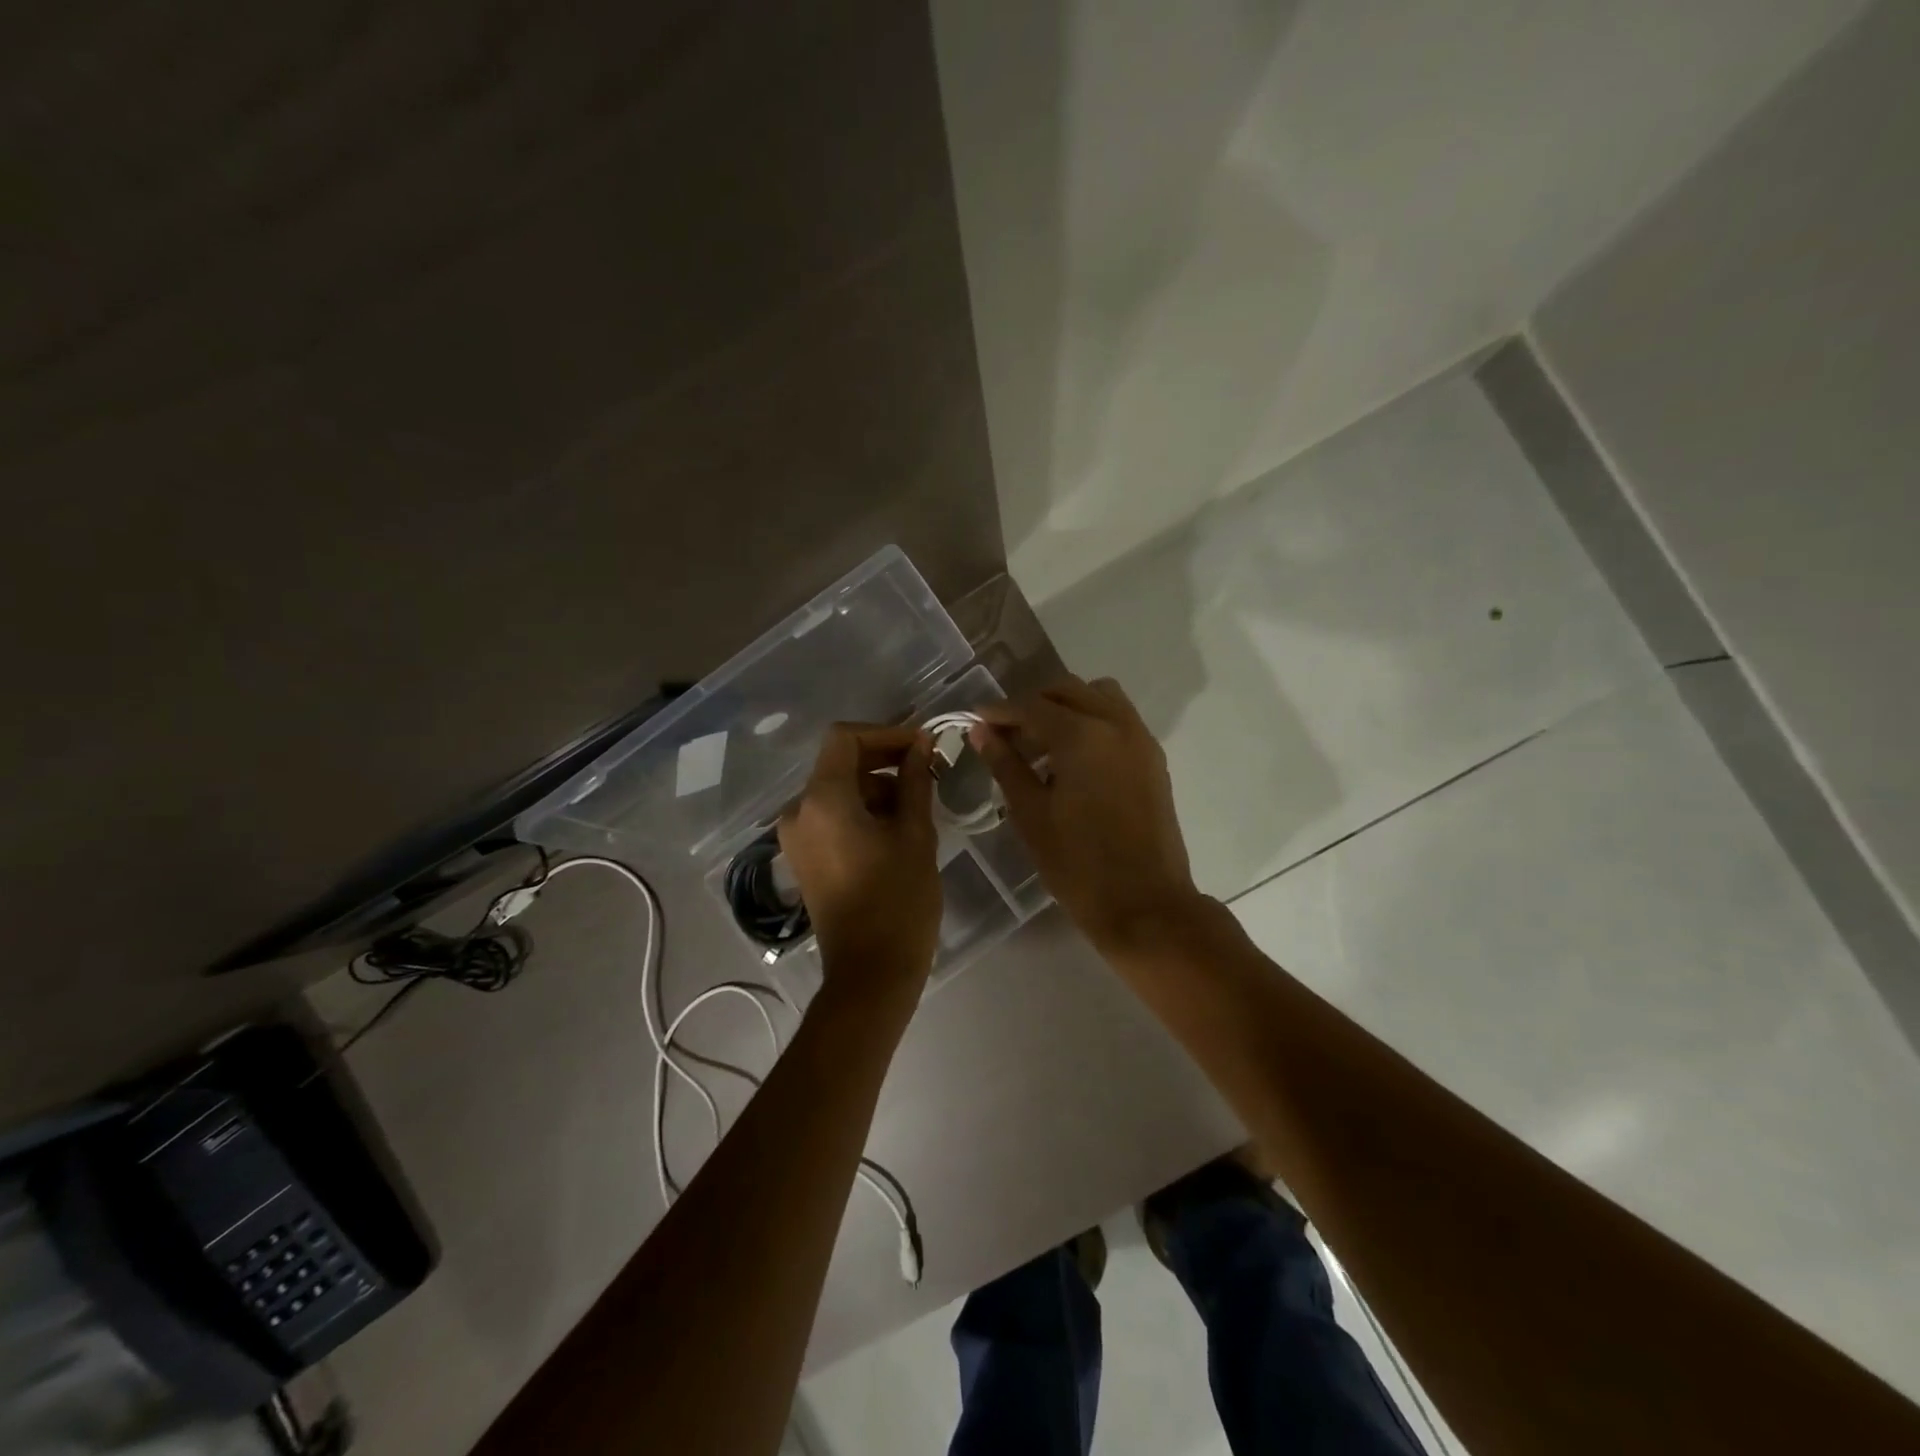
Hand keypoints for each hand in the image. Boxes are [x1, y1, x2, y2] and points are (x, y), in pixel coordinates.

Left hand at [779, 723, 941, 1000]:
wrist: (870, 973)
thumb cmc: (898, 900)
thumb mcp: (916, 834)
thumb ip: (916, 780)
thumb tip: (922, 743)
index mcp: (822, 800)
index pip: (845, 738)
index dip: (885, 733)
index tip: (922, 746)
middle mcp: (799, 811)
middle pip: (839, 762)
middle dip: (884, 759)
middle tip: (927, 768)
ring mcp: (797, 836)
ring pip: (837, 789)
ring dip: (876, 786)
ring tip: (918, 803)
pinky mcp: (804, 856)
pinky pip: (831, 815)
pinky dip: (861, 809)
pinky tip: (896, 826)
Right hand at [972, 677, 1206, 955]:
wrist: (1145, 905)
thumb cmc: (1078, 864)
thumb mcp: (1031, 814)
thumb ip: (1006, 764)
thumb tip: (982, 731)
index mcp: (1083, 735)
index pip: (1032, 706)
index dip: (1000, 712)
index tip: (976, 722)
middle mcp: (1117, 724)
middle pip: (1068, 690)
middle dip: (1034, 704)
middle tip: (1007, 734)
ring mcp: (1141, 740)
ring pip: (1099, 697)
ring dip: (1067, 708)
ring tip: (1042, 745)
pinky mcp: (1153, 759)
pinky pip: (1119, 720)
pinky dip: (1093, 723)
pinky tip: (1072, 761)